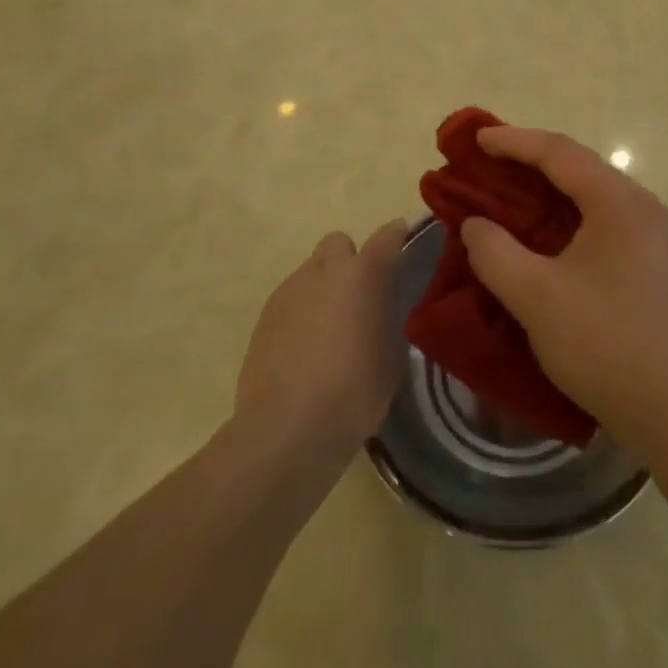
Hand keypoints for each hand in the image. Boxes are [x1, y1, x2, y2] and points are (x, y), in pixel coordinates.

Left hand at [234, 220, 406, 464]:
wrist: (286, 430)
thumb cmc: (353, 394)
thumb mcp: (390, 361)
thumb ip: (387, 325)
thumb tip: (381, 318)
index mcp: (363, 276)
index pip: (387, 238)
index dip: (397, 237)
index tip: (404, 244)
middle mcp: (324, 271)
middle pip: (339, 243)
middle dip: (350, 260)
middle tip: (359, 296)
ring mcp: (289, 291)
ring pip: (311, 271)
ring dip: (324, 288)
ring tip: (329, 329)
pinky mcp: (264, 317)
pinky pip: (290, 299)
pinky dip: (301, 312)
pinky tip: (304, 348)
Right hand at [459, 127, 667, 451]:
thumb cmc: (604, 344)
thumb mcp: (535, 297)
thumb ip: (495, 252)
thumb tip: (476, 225)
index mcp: (620, 203)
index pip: (560, 153)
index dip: (514, 141)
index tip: (476, 139)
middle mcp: (644, 207)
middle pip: (579, 167)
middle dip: (530, 161)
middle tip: (487, 161)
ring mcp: (655, 236)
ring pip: (593, 195)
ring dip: (549, 190)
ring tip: (510, 191)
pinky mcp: (655, 263)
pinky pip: (604, 220)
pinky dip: (568, 216)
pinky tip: (545, 234)